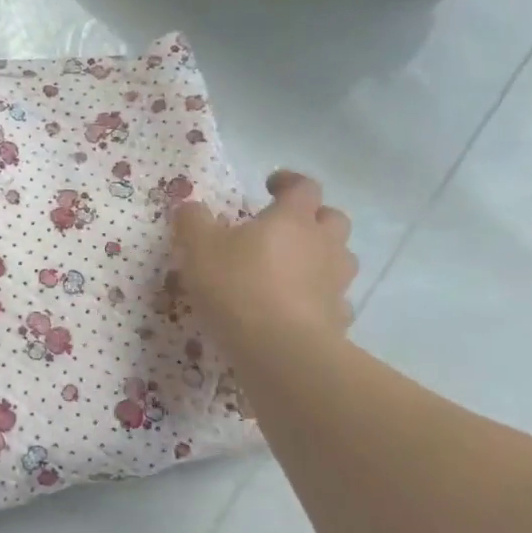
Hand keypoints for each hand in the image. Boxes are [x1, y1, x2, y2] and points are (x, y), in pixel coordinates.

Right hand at [172, 170, 358, 358]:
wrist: (281, 350)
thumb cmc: (238, 285)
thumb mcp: (198, 247)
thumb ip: (193, 220)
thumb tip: (191, 207)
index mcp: (293, 219)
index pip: (304, 186)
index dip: (288, 181)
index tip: (270, 185)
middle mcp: (323, 244)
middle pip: (333, 219)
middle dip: (313, 218)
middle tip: (285, 227)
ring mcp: (336, 283)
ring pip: (340, 259)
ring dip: (321, 257)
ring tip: (291, 268)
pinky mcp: (339, 319)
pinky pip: (334, 299)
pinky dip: (319, 298)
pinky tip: (296, 308)